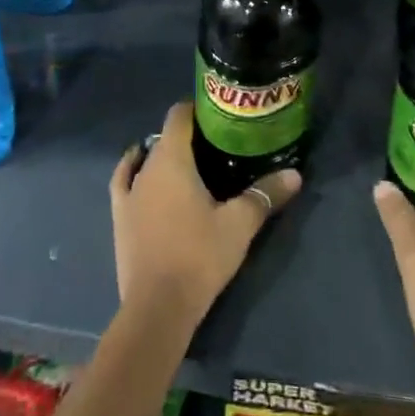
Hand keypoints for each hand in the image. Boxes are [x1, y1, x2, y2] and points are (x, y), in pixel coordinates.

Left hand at [110, 102, 301, 330]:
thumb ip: (265, 194)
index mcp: (172, 159)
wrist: (158, 306)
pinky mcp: (119, 215)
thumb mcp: (239, 225)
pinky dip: (134, 170)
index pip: (179, 116)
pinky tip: (141, 172)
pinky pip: (124, 180)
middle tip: (217, 145)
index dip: (197, 109)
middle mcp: (146, 167)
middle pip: (166, 137)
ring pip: (147, 158)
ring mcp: (129, 191)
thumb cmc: (199, 256)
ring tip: (191, 164)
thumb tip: (295, 174)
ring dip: (164, 155)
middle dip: (189, 136)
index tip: (218, 114)